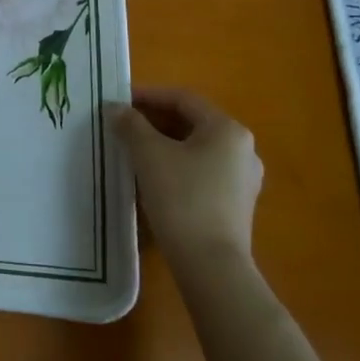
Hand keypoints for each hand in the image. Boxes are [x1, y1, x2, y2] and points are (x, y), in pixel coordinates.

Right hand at [114, 87, 261, 260]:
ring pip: (196, 149)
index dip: (148, 95)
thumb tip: (117, 108)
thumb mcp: (148, 154)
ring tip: (132, 151)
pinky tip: (152, 178)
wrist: (211, 265)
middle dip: (154, 121)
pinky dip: (176, 166)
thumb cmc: (181, 198)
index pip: (183, 99)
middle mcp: (242, 149)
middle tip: (122, 126)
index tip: (119, 102)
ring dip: (163, 144)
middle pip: (191, 123)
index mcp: (227, 129)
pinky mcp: (236, 205)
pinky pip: (202, 172)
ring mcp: (243, 179)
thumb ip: (131, 125)